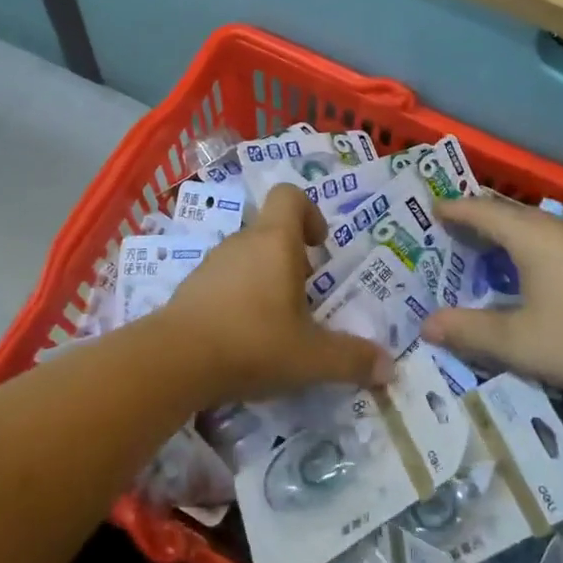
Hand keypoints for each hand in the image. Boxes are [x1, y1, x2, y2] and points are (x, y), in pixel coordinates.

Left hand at [157, 185, 394, 404]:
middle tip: (307, 300)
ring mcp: (212, 263)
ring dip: (266, 281)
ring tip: (278, 325)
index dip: (310, 212)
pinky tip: (244, 338)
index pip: (290, 195)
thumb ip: (351, 359)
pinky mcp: (191, 287)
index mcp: (275, 241)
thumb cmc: (252, 342)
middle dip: (293, 260)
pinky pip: (225, 281)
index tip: (319, 247)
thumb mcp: (311, 357)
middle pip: (272, 232)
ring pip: (248, 258)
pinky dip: (239, 299)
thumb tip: (389, 367)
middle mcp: (242, 242)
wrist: (174, 360)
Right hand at [423, 196, 562, 405]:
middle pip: (507, 213)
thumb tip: (426, 325)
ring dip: (505, 234)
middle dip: (476, 219)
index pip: (480, 210)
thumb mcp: (517, 342)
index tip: (430, 210)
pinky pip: (552, 240)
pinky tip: (530, 273)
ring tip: (483, 250)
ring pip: (533, 226)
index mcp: (529, 235)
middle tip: (449, 232)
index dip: (453, 210)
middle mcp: (556, 227)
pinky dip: (528, 247)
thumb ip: (468, 331)